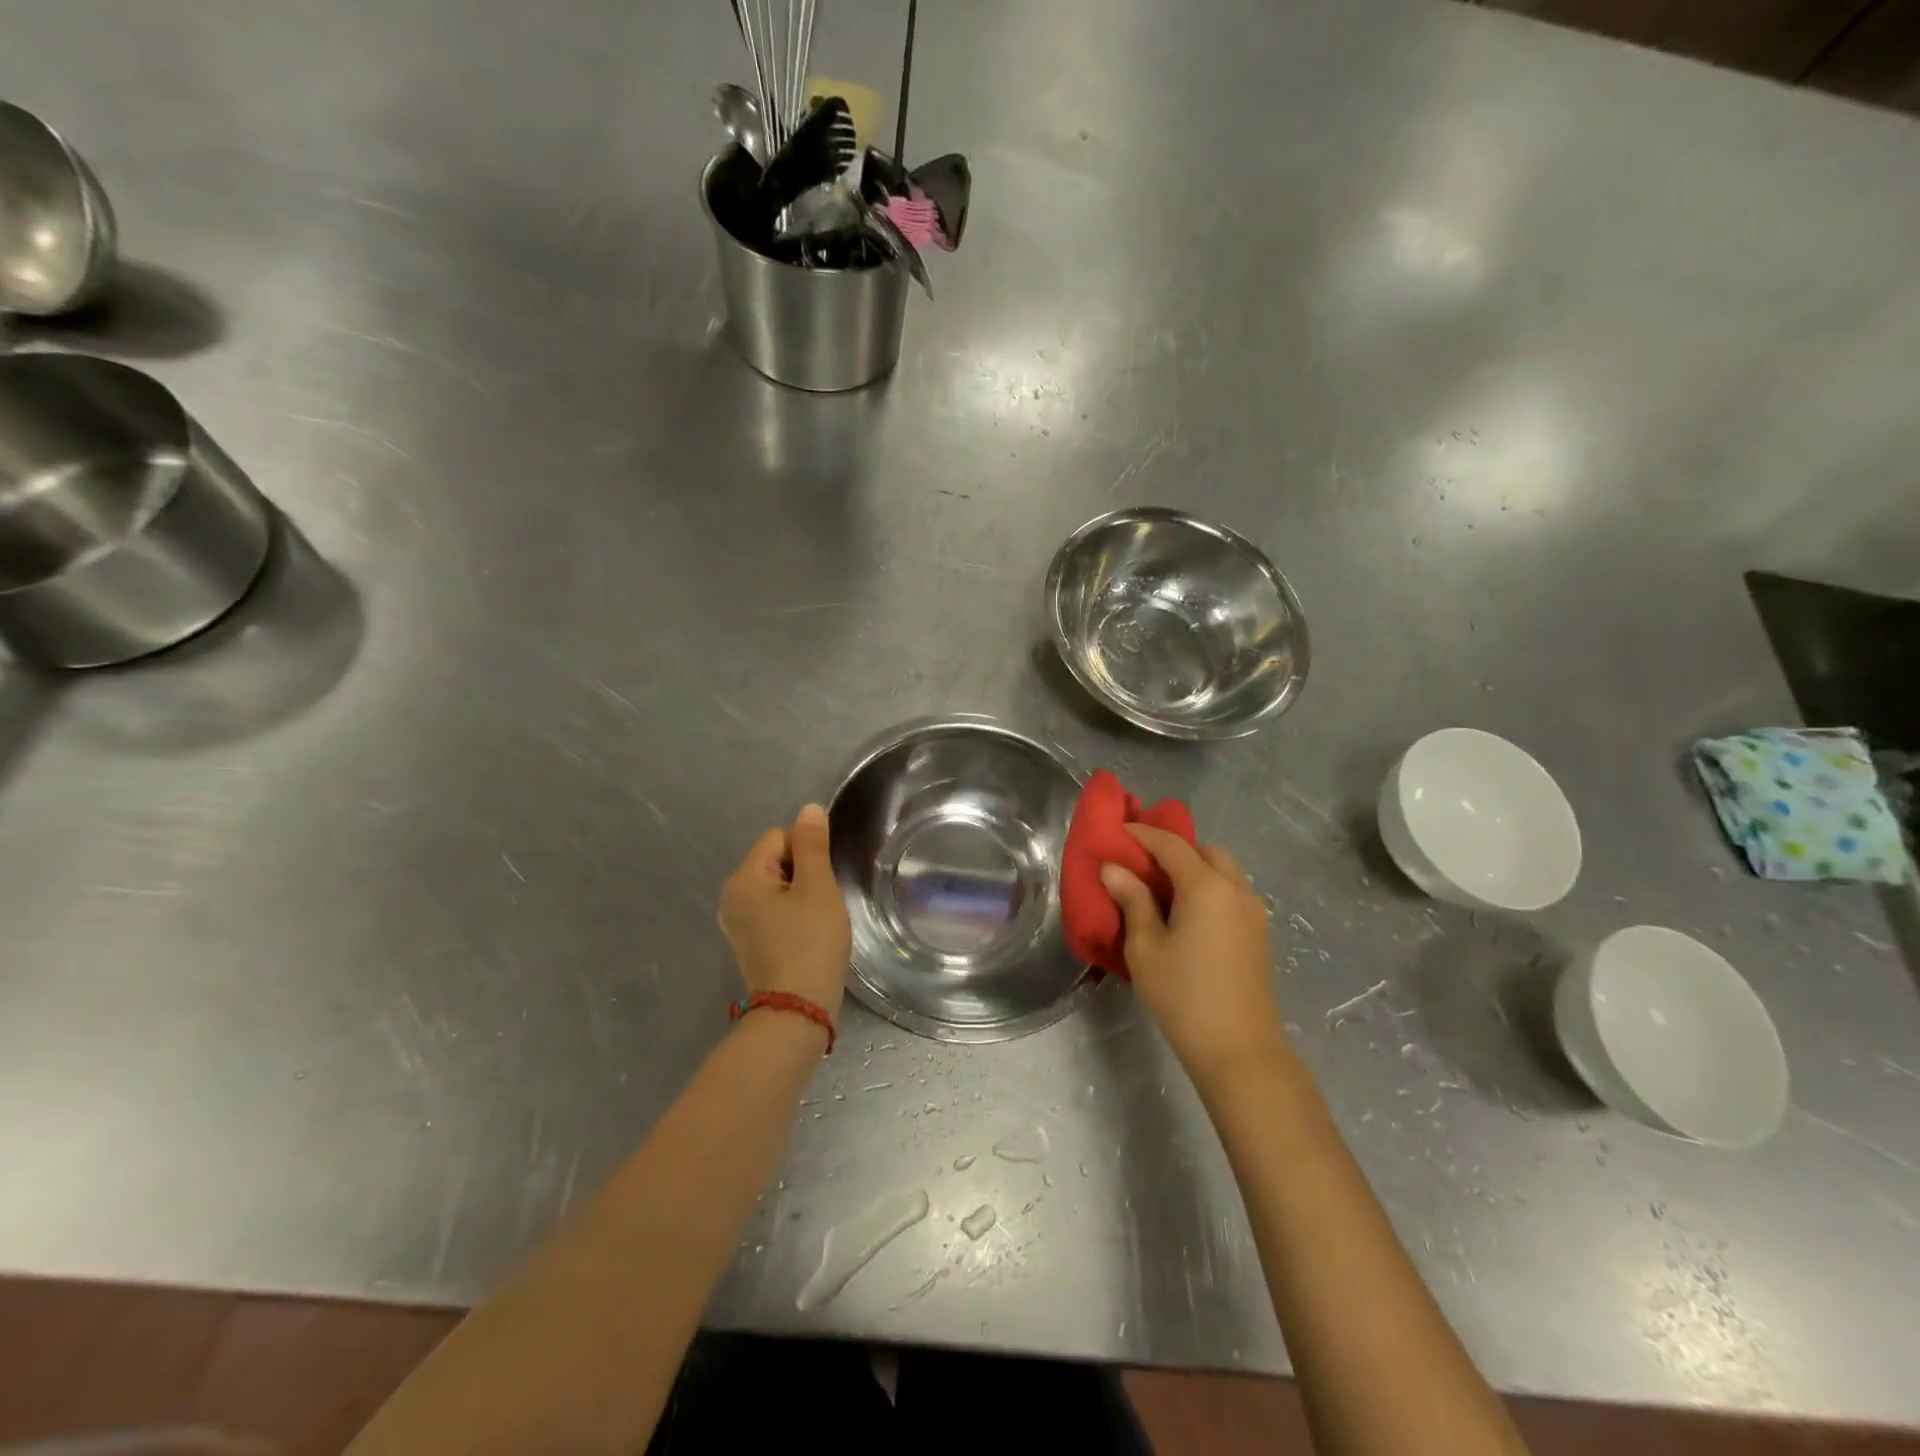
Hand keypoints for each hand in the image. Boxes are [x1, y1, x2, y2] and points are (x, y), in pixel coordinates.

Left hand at [718, 803, 851, 1020]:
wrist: (797, 1011)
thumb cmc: (809, 943)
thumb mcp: (817, 888)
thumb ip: (813, 845)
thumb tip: (808, 809)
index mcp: (743, 878)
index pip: (778, 837)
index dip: (807, 850)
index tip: (823, 879)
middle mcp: (732, 896)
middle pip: (776, 860)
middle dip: (805, 873)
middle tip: (824, 901)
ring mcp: (739, 922)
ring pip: (779, 886)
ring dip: (803, 895)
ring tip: (819, 919)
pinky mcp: (751, 942)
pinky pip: (775, 910)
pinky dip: (795, 914)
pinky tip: (810, 934)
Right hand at [1101, 824, 1286, 1078]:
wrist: (1240, 1050)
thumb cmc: (1183, 996)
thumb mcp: (1145, 948)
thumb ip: (1132, 901)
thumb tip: (1114, 869)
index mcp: (1206, 886)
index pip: (1171, 844)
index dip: (1142, 833)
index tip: (1117, 830)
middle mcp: (1235, 889)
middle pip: (1205, 851)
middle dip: (1174, 848)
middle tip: (1142, 863)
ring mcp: (1253, 912)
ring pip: (1224, 871)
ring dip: (1195, 868)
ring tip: (1163, 889)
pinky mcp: (1259, 934)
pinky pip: (1232, 893)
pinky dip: (1209, 888)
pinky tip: (1187, 913)